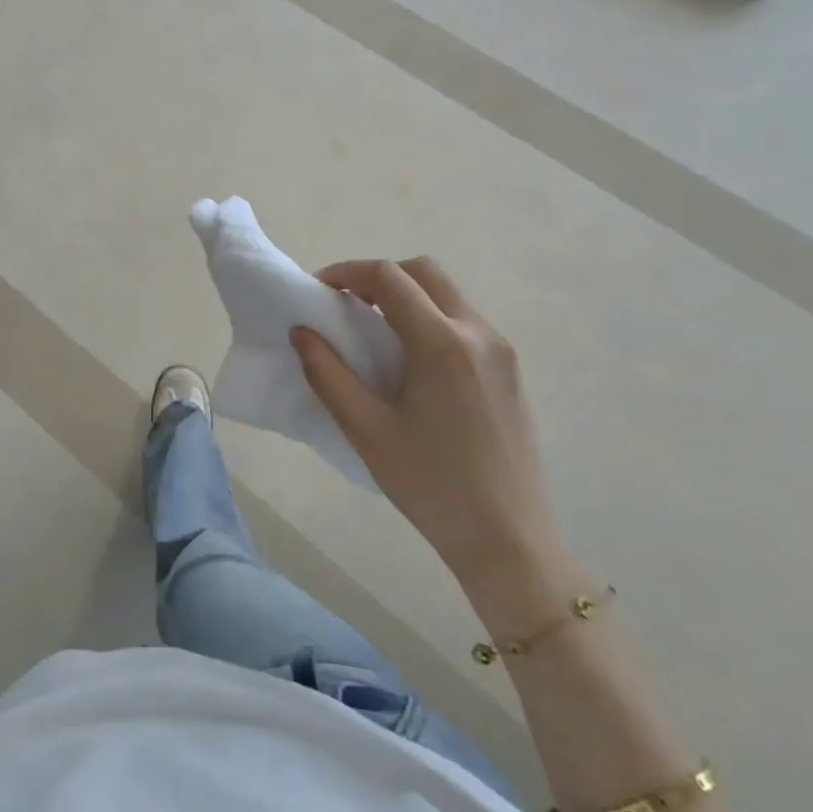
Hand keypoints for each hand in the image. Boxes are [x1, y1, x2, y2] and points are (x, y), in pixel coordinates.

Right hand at [291, 257, 561, 587]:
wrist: (509, 540)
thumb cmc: (430, 485)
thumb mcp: (366, 431)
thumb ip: (328, 374)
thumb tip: (301, 332)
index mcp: (442, 344)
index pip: (389, 278)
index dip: (347, 272)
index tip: (318, 290)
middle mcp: (479, 334)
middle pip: (425, 272)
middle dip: (379, 276)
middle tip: (346, 305)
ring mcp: (502, 351)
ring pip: (448, 295)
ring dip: (407, 297)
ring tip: (373, 334)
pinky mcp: (511, 371)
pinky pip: (465, 322)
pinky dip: (430, 319)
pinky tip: (411, 363)